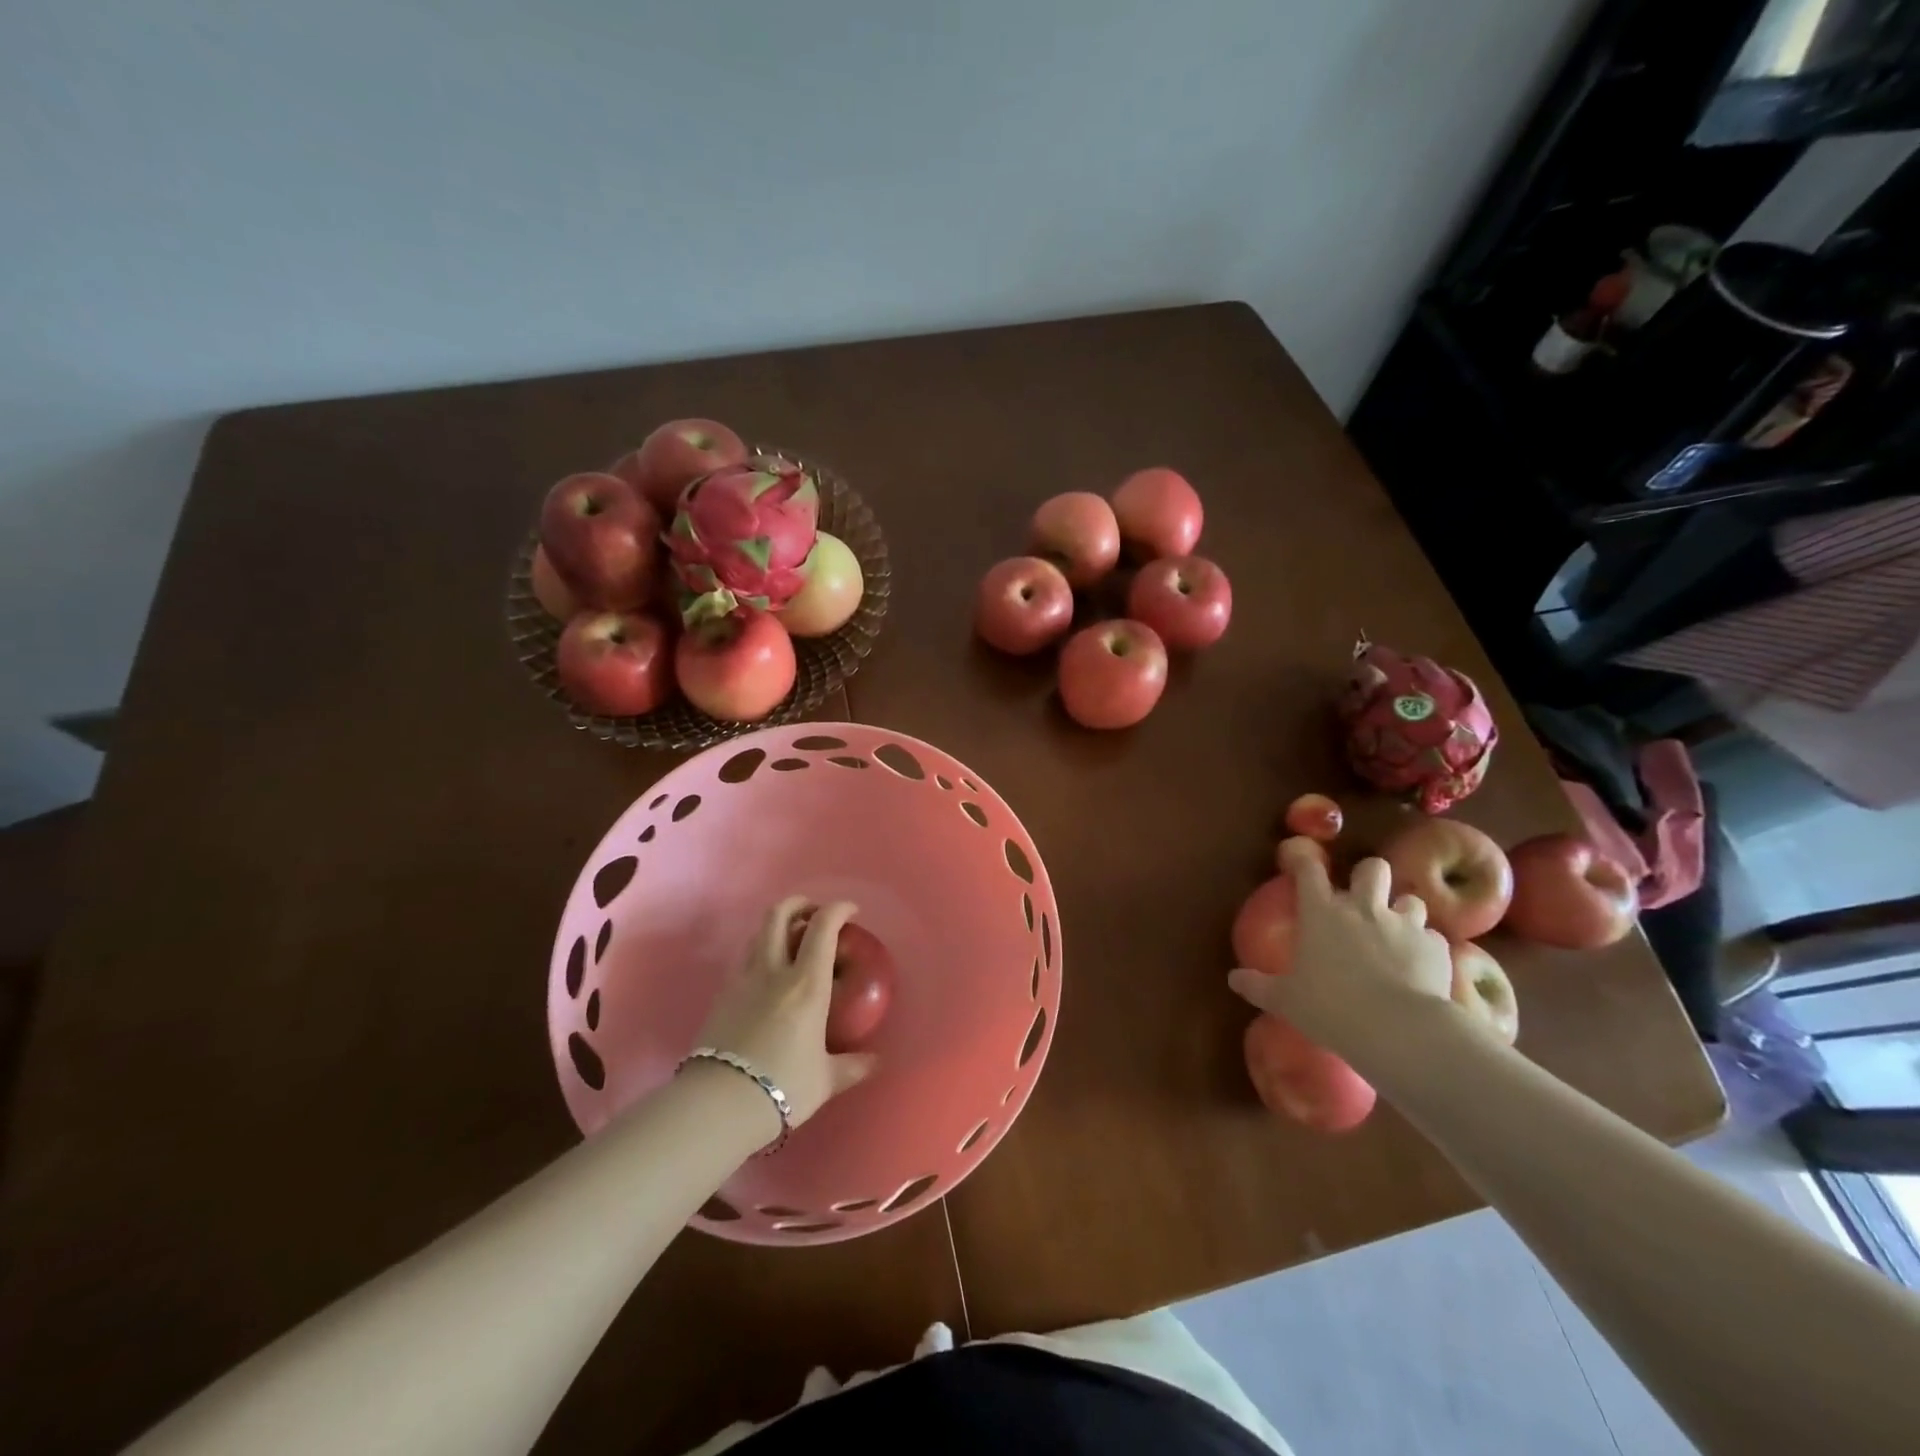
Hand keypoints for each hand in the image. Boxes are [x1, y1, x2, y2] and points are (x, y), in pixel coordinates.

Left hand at [691, 896, 877, 1129]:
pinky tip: (766, 975)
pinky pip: (744, 959)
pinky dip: (759, 952)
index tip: (851, 912)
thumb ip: (852, 1065)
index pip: (823, 927)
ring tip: (791, 942)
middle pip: (780, 914)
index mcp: (807, 984)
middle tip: (815, 914)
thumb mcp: (825, 1080)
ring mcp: (743, 980)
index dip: (838, 909)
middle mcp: (774, 971)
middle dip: (800, 904)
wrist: (719, 1104)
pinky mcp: (722, 995)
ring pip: (758, 933)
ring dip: (777, 926)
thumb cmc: (783, 1087)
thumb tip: (876, 1061)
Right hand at [1228, 839, 1453, 1058]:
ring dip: (1402, 911)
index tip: (1301, 863)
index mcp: (1321, 912)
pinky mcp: (1435, 947)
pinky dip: (1425, 947)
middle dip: (1369, 877)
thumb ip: (1258, 986)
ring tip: (1398, 932)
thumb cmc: (1329, 1007)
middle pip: (1372, 868)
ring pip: (1410, 899)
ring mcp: (1403, 924)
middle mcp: (1362, 908)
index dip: (1305, 861)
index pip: (1310, 870)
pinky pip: (1432, 937)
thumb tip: (1233, 980)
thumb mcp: (1285, 1000)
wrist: (1397, 1029)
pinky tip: (1421, 966)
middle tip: (1363, 898)